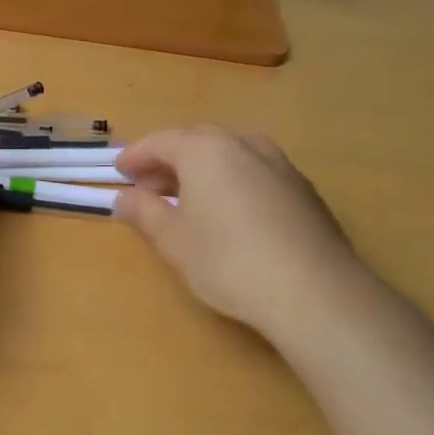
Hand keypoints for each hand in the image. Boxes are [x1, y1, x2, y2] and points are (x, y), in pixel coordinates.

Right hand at [113, 127, 368, 344]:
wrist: (314, 292)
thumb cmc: (228, 260)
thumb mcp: (173, 240)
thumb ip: (144, 212)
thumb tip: (125, 198)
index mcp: (206, 150)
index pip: (160, 142)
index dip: (135, 157)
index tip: (119, 173)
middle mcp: (244, 145)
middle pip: (197, 142)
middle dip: (169, 161)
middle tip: (149, 188)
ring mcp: (280, 165)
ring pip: (231, 155)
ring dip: (203, 170)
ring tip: (189, 200)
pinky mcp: (304, 190)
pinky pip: (256, 173)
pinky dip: (233, 182)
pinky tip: (230, 214)